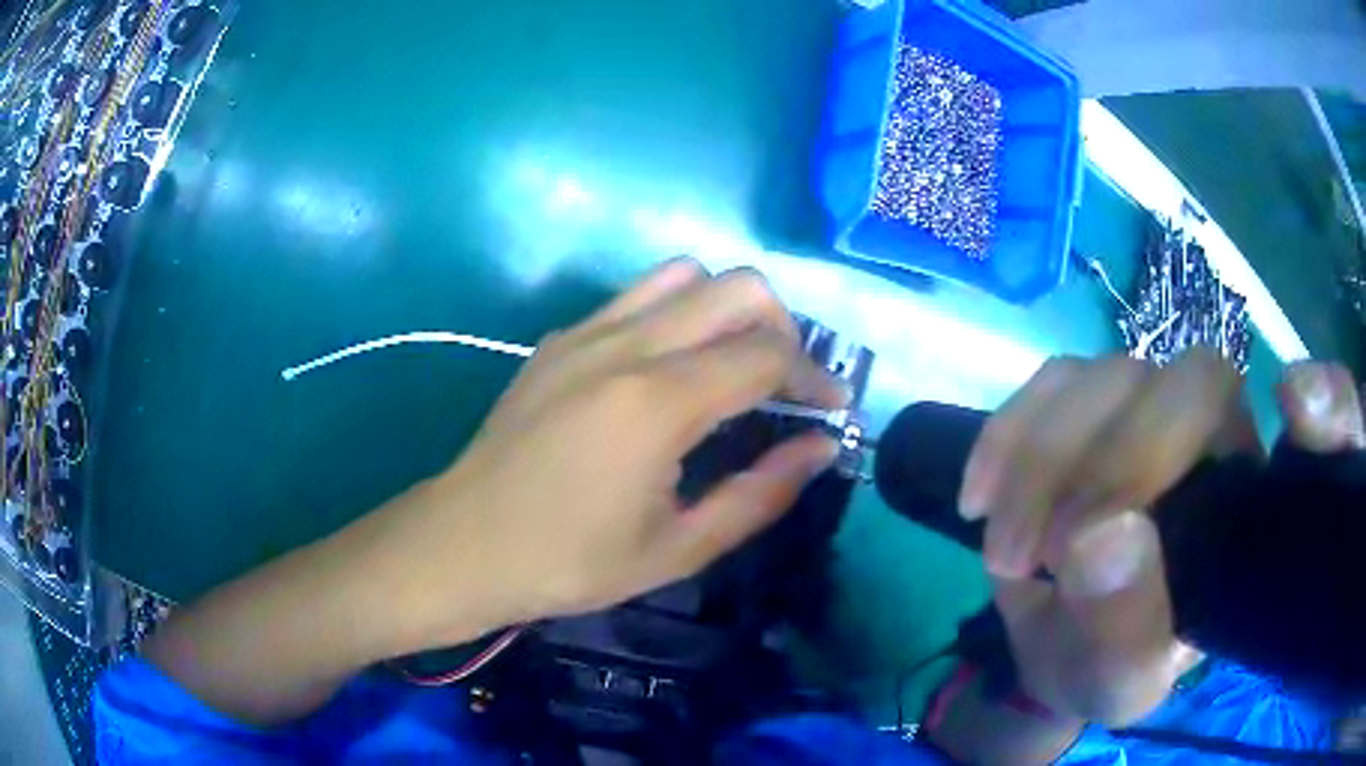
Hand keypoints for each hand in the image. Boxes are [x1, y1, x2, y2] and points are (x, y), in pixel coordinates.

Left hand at [382, 258, 845, 646]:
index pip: (767, 355)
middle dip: (783, 328)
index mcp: (657, 403)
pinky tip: (671, 370)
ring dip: (729, 309)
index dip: (815, 377)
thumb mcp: (677, 549)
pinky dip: (679, 313)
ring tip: (733, 366)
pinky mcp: (560, 337)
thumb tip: (819, 446)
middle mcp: (626, 345)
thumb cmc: (569, 562)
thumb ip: (760, 493)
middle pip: (738, 287)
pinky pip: (638, 296)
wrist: (464, 543)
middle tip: (785, 385)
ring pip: (686, 275)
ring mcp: (586, 331)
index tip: (832, 409)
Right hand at [960, 352, 1363, 727]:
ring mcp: (1155, 404)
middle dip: (1114, 464)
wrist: (1058, 636)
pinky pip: (1055, 375)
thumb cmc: (1107, 663)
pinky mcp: (1092, 397)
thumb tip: (1102, 535)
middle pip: (1194, 383)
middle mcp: (1225, 436)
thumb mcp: (1118, 683)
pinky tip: (980, 493)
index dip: (1328, 405)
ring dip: (1045, 458)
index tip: (1297, 406)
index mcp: (1256, 509)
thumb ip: (1127, 631)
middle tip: (1043, 555)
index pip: (1325, 425)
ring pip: (1114, 373)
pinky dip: (1010, 430)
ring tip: (1006, 548)